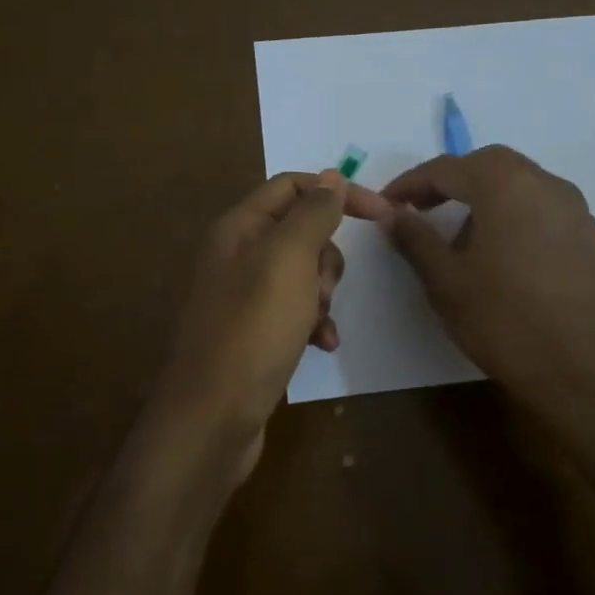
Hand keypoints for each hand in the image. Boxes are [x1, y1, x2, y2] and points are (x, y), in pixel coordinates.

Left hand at [148, 170, 389, 490]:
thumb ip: (312, 214)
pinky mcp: (255, 332)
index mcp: (239, 228)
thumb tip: (331, 177)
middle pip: (302, 232)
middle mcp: (238, 255)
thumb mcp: (287, 261)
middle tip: (320, 290)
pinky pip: (297, 311)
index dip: (337, 192)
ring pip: (304, 274)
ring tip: (317, 323)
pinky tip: (322, 345)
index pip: (293, 187)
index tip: (382, 214)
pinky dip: (314, 323)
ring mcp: (245, 296)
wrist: (212, 418)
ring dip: (322, 294)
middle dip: (326, 258)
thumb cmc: (252, 330)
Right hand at [383, 145, 594, 427]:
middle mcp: (546, 184)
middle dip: (452, 183)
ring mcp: (576, 211)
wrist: (587, 373)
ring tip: (461, 241)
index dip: (411, 183)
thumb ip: (415, 239)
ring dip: (485, 200)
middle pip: (489, 166)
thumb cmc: (505, 321)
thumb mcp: (446, 282)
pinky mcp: (593, 239)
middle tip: (422, 210)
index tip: (387, 202)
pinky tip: (505, 260)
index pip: (447, 168)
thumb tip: (391, 213)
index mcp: (505, 185)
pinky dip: (515, 220)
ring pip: (521, 187)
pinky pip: (544, 213)